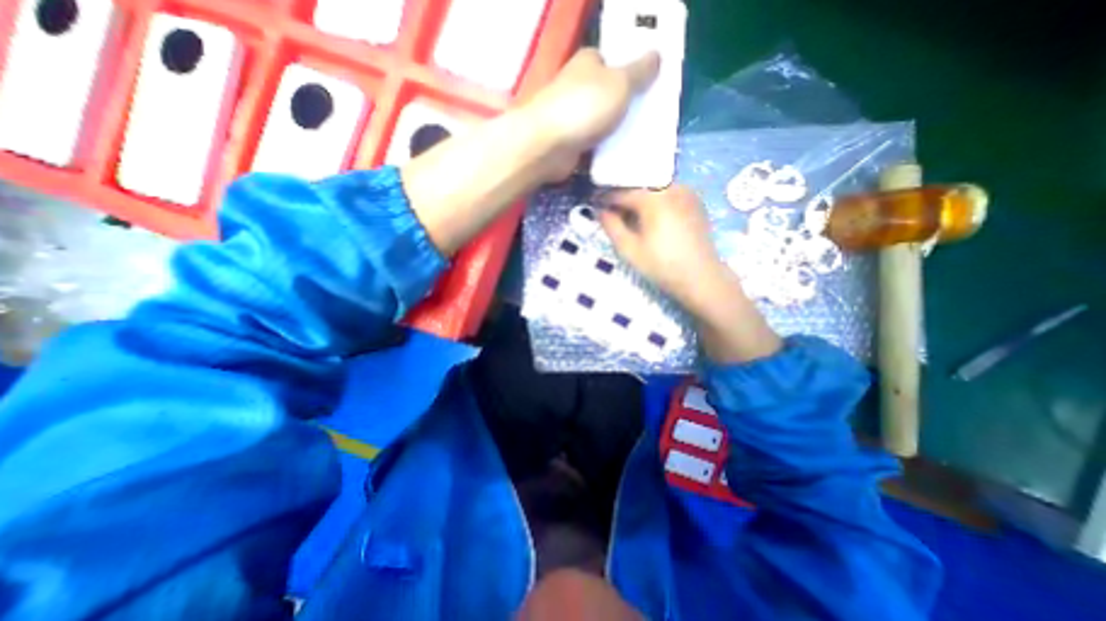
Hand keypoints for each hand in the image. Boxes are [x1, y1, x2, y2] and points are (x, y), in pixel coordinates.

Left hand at [522, 48, 649, 179]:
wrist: (548, 146)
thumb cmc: (585, 107)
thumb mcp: (620, 83)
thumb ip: (640, 71)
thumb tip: (656, 55)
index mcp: (588, 64)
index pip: (613, 63)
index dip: (632, 73)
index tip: (651, 88)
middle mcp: (578, 87)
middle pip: (609, 96)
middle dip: (627, 107)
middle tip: (650, 118)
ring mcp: (572, 118)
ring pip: (602, 123)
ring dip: (618, 133)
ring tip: (642, 141)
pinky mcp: (570, 144)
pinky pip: (594, 146)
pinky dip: (606, 151)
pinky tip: (623, 158)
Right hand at [603, 185, 732, 310]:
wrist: (700, 277)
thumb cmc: (661, 265)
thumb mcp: (629, 249)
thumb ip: (611, 226)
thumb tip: (600, 210)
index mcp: (654, 198)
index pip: (622, 192)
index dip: (605, 198)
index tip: (594, 203)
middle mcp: (671, 187)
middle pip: (639, 186)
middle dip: (623, 196)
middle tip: (611, 212)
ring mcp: (686, 191)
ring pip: (653, 188)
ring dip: (639, 198)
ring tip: (630, 216)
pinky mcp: (694, 200)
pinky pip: (668, 193)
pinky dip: (655, 200)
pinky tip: (651, 217)